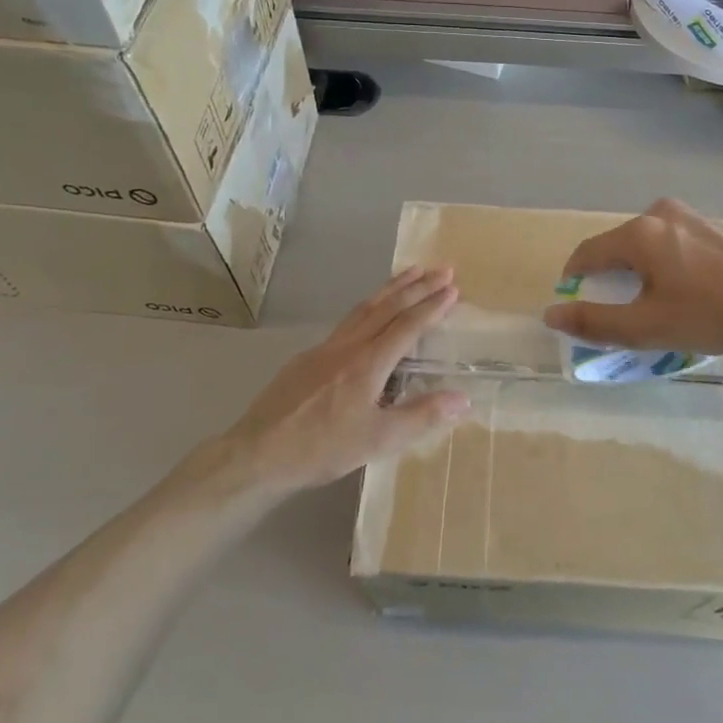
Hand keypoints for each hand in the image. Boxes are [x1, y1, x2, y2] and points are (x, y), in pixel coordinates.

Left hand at [225, 268, 469, 492]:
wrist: (259, 452)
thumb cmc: (322, 448)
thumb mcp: (379, 440)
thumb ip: (422, 416)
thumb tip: (463, 398)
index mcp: (368, 364)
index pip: (407, 326)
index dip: (432, 306)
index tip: (453, 288)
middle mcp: (349, 346)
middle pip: (388, 307)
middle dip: (418, 286)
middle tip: (443, 269)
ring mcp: (325, 347)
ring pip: (364, 307)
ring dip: (392, 288)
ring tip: (411, 272)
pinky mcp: (308, 355)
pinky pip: (347, 320)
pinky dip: (369, 305)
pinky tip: (370, 310)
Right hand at [540, 199, 722, 361]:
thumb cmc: (711, 315)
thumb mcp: (646, 327)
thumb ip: (595, 321)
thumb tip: (551, 315)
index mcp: (639, 232)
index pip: (588, 252)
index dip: (574, 280)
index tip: (576, 306)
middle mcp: (661, 213)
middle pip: (619, 246)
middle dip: (612, 278)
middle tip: (621, 313)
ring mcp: (693, 216)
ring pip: (649, 244)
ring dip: (642, 272)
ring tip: (657, 306)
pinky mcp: (717, 226)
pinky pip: (676, 243)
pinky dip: (669, 265)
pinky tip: (690, 292)